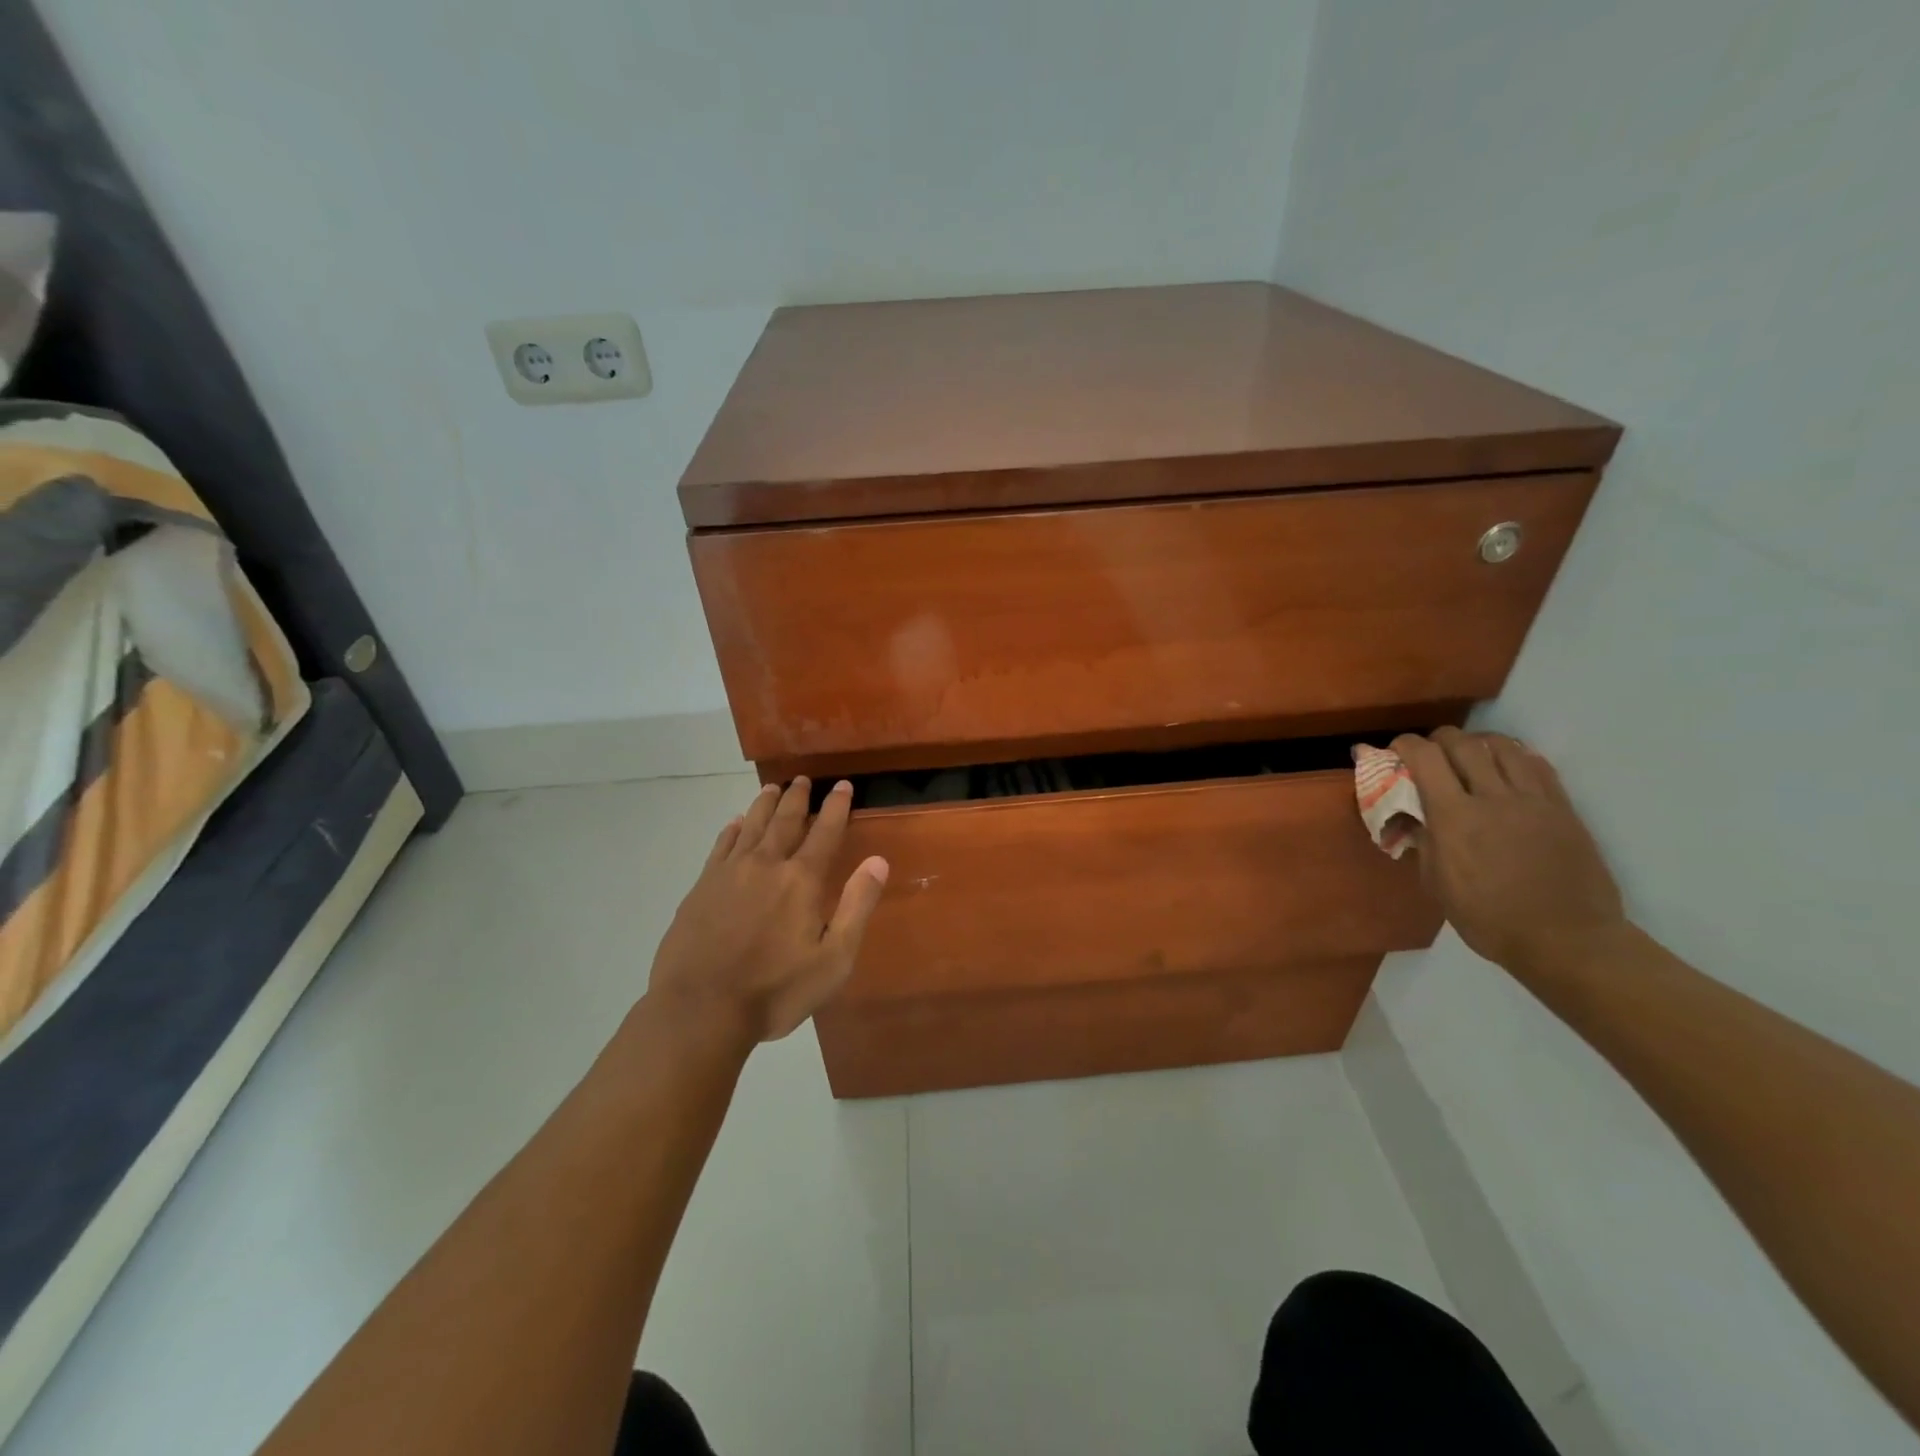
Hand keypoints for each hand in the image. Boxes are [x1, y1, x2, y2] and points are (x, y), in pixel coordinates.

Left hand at [645, 777, 889, 1046]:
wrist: (700, 1010)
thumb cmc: (775, 990)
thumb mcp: (833, 959)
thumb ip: (857, 906)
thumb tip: (877, 861)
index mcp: (801, 880)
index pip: (824, 831)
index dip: (836, 806)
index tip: (841, 785)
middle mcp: (765, 865)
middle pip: (785, 820)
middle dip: (798, 798)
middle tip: (804, 779)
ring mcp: (728, 873)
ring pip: (751, 826)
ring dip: (765, 805)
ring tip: (773, 788)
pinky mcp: (701, 887)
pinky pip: (721, 845)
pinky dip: (732, 829)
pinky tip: (736, 823)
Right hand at [1391, 729, 1627, 977]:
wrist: (1566, 939)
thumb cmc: (1488, 918)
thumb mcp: (1436, 883)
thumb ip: (1423, 840)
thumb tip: (1412, 815)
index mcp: (1454, 818)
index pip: (1424, 757)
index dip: (1405, 745)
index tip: (1396, 752)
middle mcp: (1492, 797)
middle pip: (1462, 742)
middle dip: (1438, 740)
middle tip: (1431, 754)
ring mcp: (1532, 799)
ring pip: (1502, 745)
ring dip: (1477, 743)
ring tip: (1470, 757)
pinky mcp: (1562, 807)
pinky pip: (1536, 764)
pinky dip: (1514, 757)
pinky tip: (1506, 771)